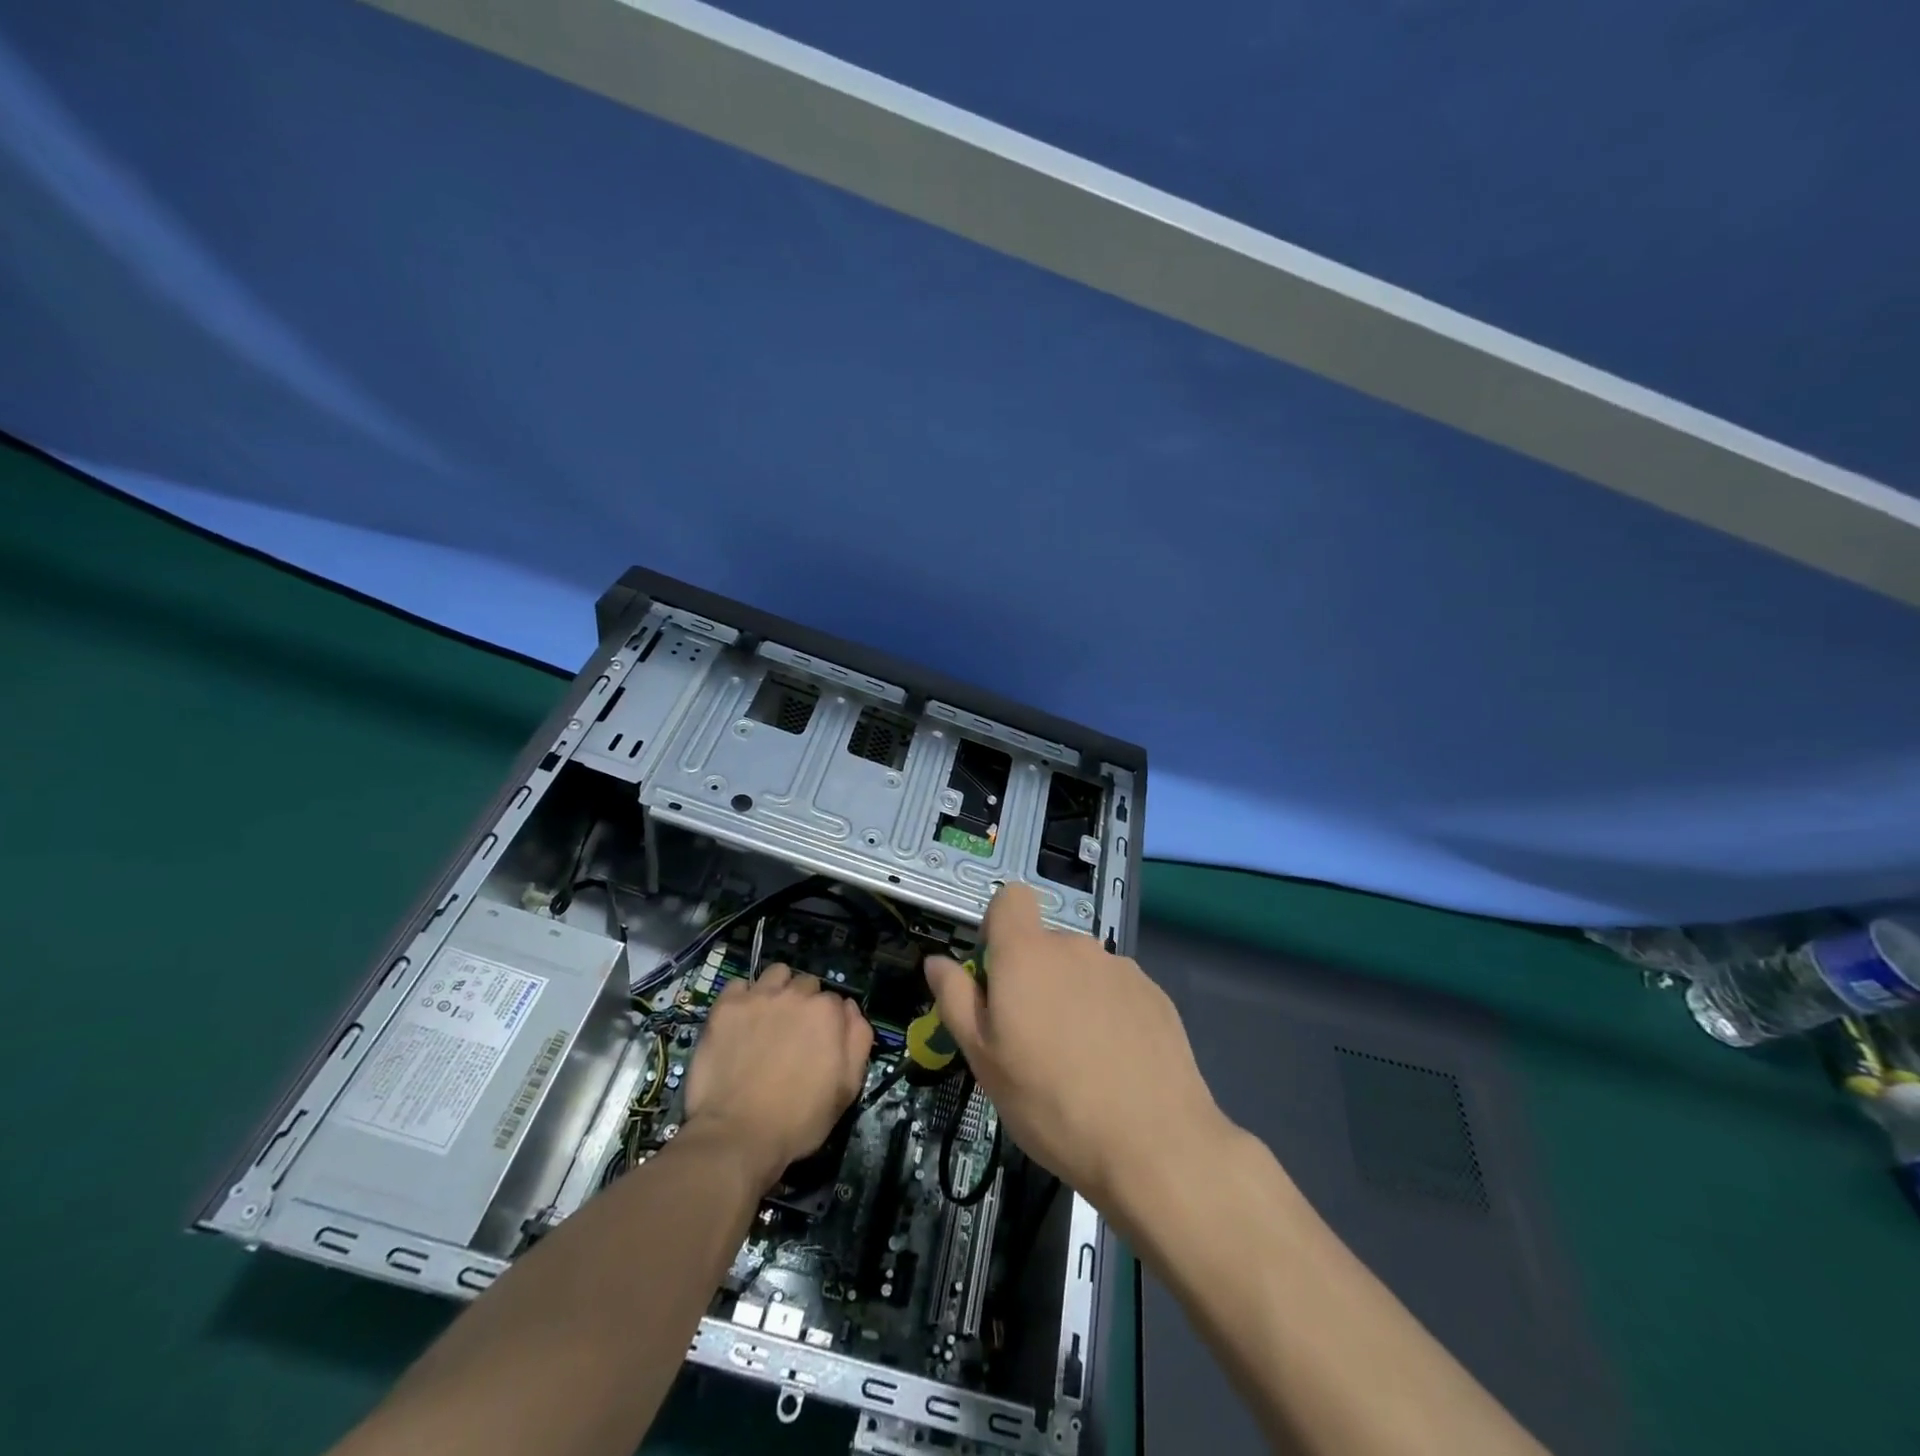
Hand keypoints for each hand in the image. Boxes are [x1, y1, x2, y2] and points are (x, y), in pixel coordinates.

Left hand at [681, 965, 872, 1188]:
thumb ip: (857, 1040)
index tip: (818, 1044)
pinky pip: (739, 984)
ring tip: (768, 1017)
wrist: (736, 1136)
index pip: (835, 1002)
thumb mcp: (847, 1088)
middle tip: (793, 1034)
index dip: (828, 1023)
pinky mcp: (726, 1007)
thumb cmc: (798, 1119)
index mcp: (827, 1011)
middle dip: (804, 1004)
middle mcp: (795, 994)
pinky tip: (741, 1020)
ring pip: (776, 975)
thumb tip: (850, 1009)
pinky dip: (743, 997)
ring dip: (777, 990)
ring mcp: (758, 997)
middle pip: (806, 985)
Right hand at [925, 884, 1226, 1214]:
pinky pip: (1116, 990)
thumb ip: (956, 1000)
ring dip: (1072, 996)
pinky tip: (1114, 1063)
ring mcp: (1120, 968)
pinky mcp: (1155, 994)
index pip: (1011, 898)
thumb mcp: (985, 1060)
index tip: (996, 977)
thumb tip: (936, 962)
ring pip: (1081, 970)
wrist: (1154, 1145)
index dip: (998, 927)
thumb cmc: (1051, 1102)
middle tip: (1032, 1040)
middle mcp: (1076, 947)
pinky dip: (1108, 1013)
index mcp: (1027, 954)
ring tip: (1078, 1059)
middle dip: (1033, 977)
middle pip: (1045, 944)